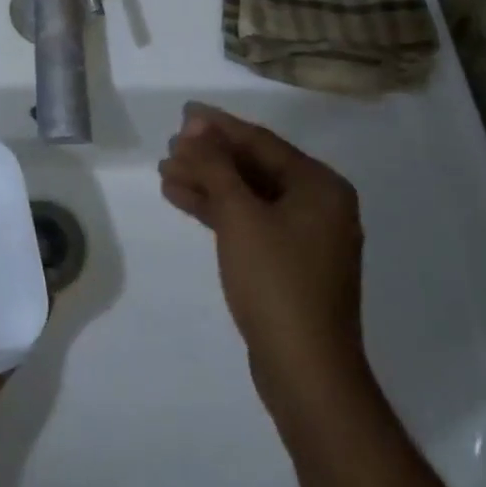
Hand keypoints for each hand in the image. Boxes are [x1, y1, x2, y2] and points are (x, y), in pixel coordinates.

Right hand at [158, 104, 367, 429]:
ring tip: (165, 171)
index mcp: (320, 186)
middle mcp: (319, 205)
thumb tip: (195, 126)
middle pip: (254, 167)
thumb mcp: (239, 215)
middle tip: (169, 146)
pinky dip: (218, 210)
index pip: (261, 142)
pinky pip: (250, 221)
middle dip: (209, 156)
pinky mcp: (289, 263)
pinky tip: (181, 199)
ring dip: (208, 182)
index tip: (183, 113)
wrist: (306, 373)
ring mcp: (305, 237)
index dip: (218, 127)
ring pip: (249, 195)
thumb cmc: (276, 282)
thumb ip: (215, 165)